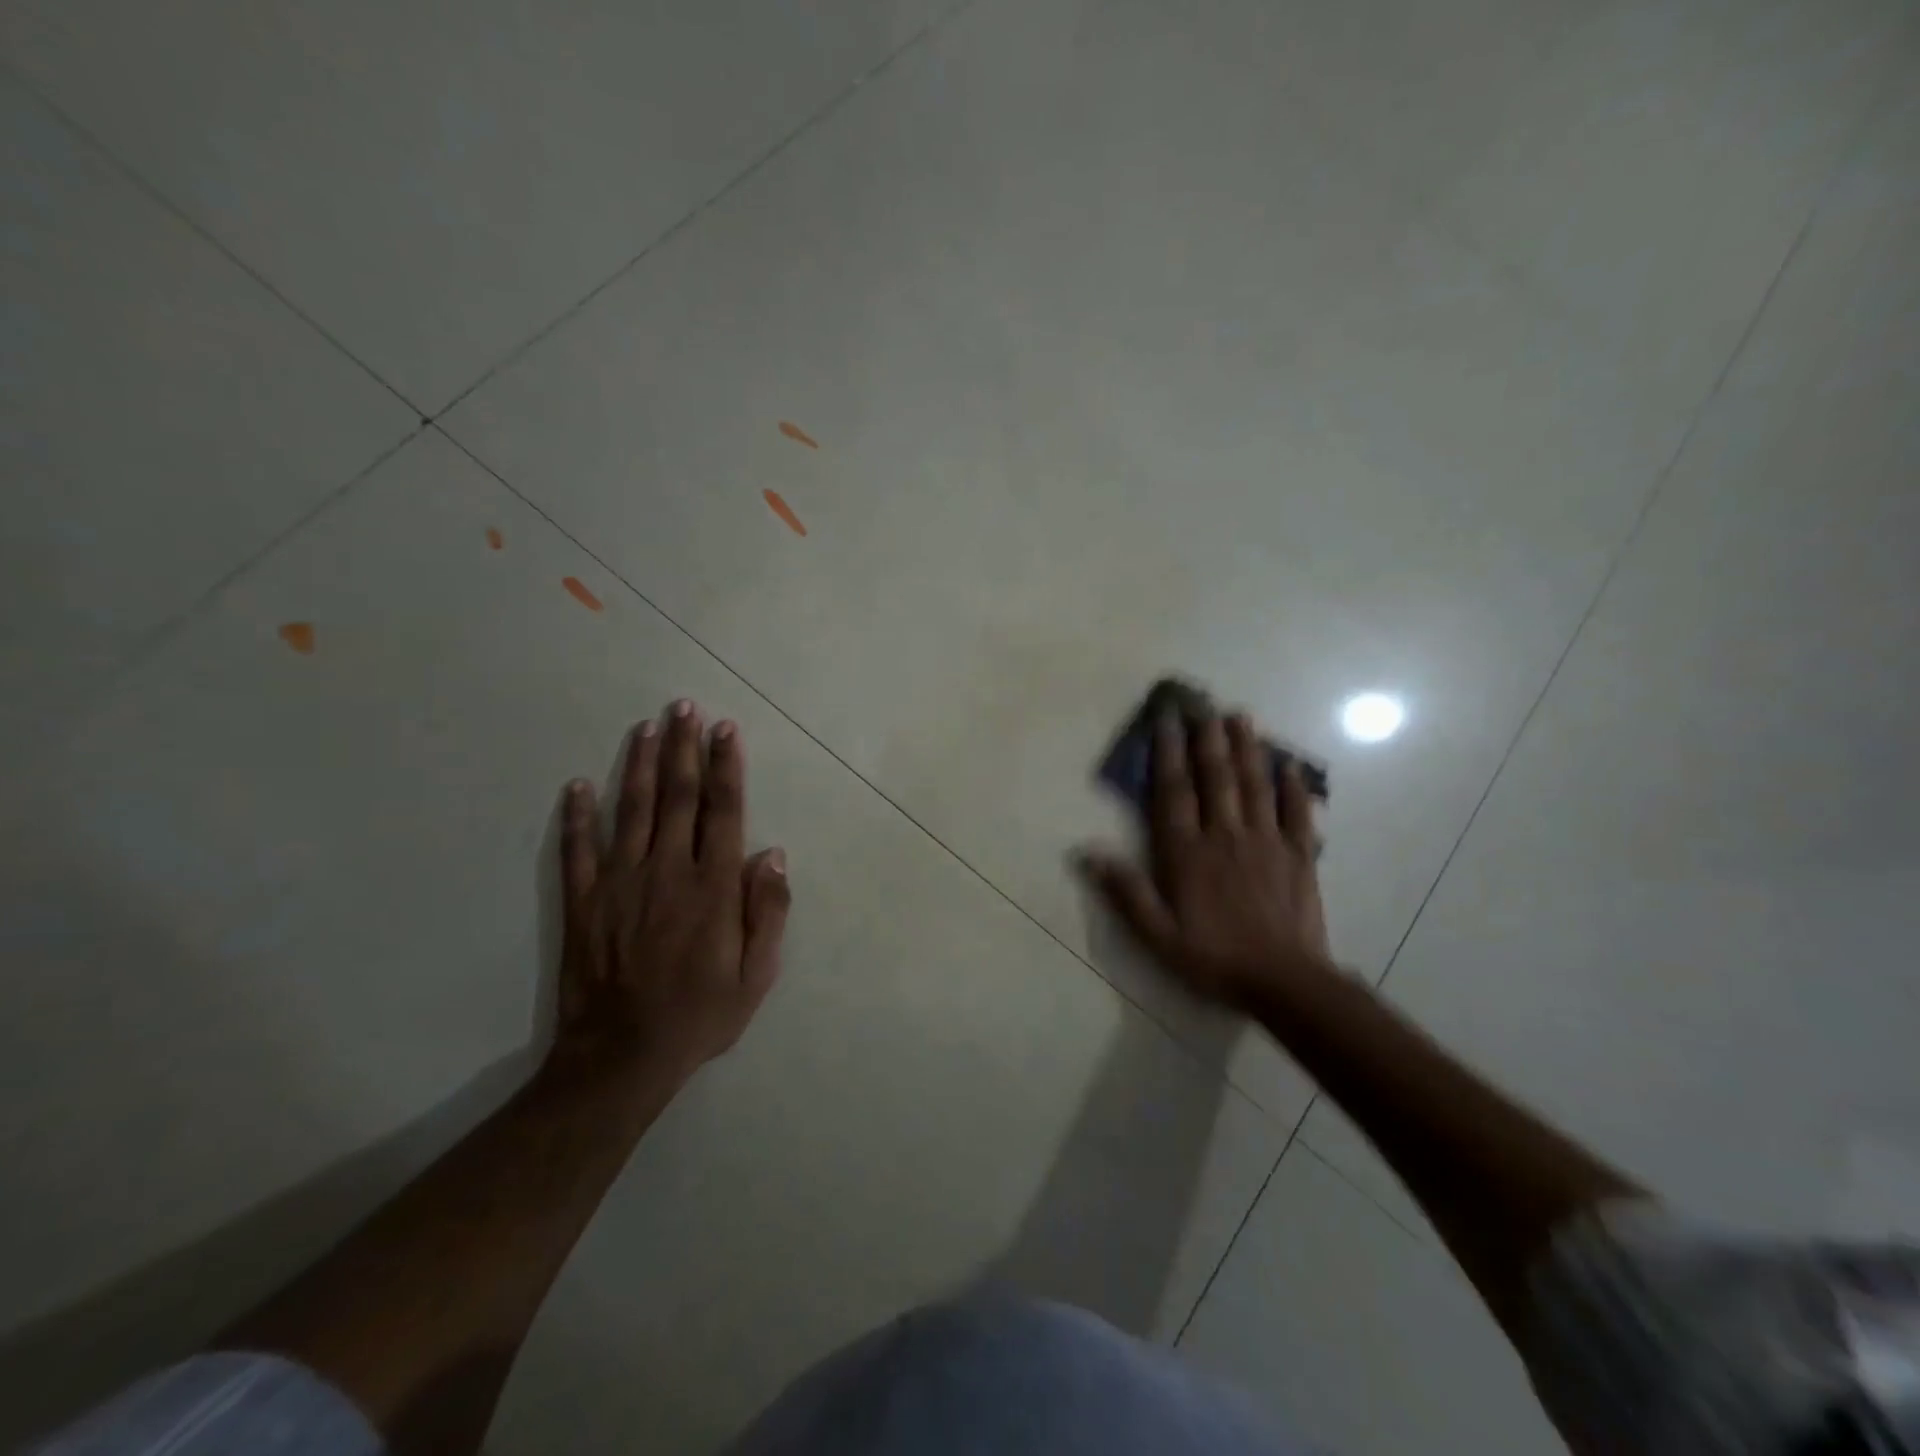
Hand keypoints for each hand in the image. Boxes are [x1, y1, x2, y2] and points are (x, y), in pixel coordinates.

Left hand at [549, 699, 790, 1088]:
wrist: (621, 1058)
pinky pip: (577, 849)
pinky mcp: (583, 902)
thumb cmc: (700, 1015)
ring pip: (631, 809)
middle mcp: (667, 872)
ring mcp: (620, 883)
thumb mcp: (757, 975)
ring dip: (638, 764)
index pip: (723, 811)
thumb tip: (773, 854)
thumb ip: (768, 912)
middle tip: (685, 706)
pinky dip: (576, 816)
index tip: (726, 729)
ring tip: (646, 726)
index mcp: (712, 887)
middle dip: (684, 747)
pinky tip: (576, 785)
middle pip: (678, 796)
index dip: (726, 766)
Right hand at [1079, 711, 1330, 1008]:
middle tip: (1203, 703)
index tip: (1166, 720)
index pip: (1174, 791)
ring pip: (1254, 785)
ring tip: (1241, 717)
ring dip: (1247, 748)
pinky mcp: (1299, 856)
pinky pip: (1297, 813)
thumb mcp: (1158, 936)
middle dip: (1207, 737)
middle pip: (1216, 777)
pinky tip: (1290, 765)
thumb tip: (1088, 852)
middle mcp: (1225, 836)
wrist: (1284, 982)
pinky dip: (1293, 787)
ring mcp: (1266, 842)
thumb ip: (1126, 892)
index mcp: (1187, 852)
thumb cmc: (1214, 958)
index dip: (1168, 752)